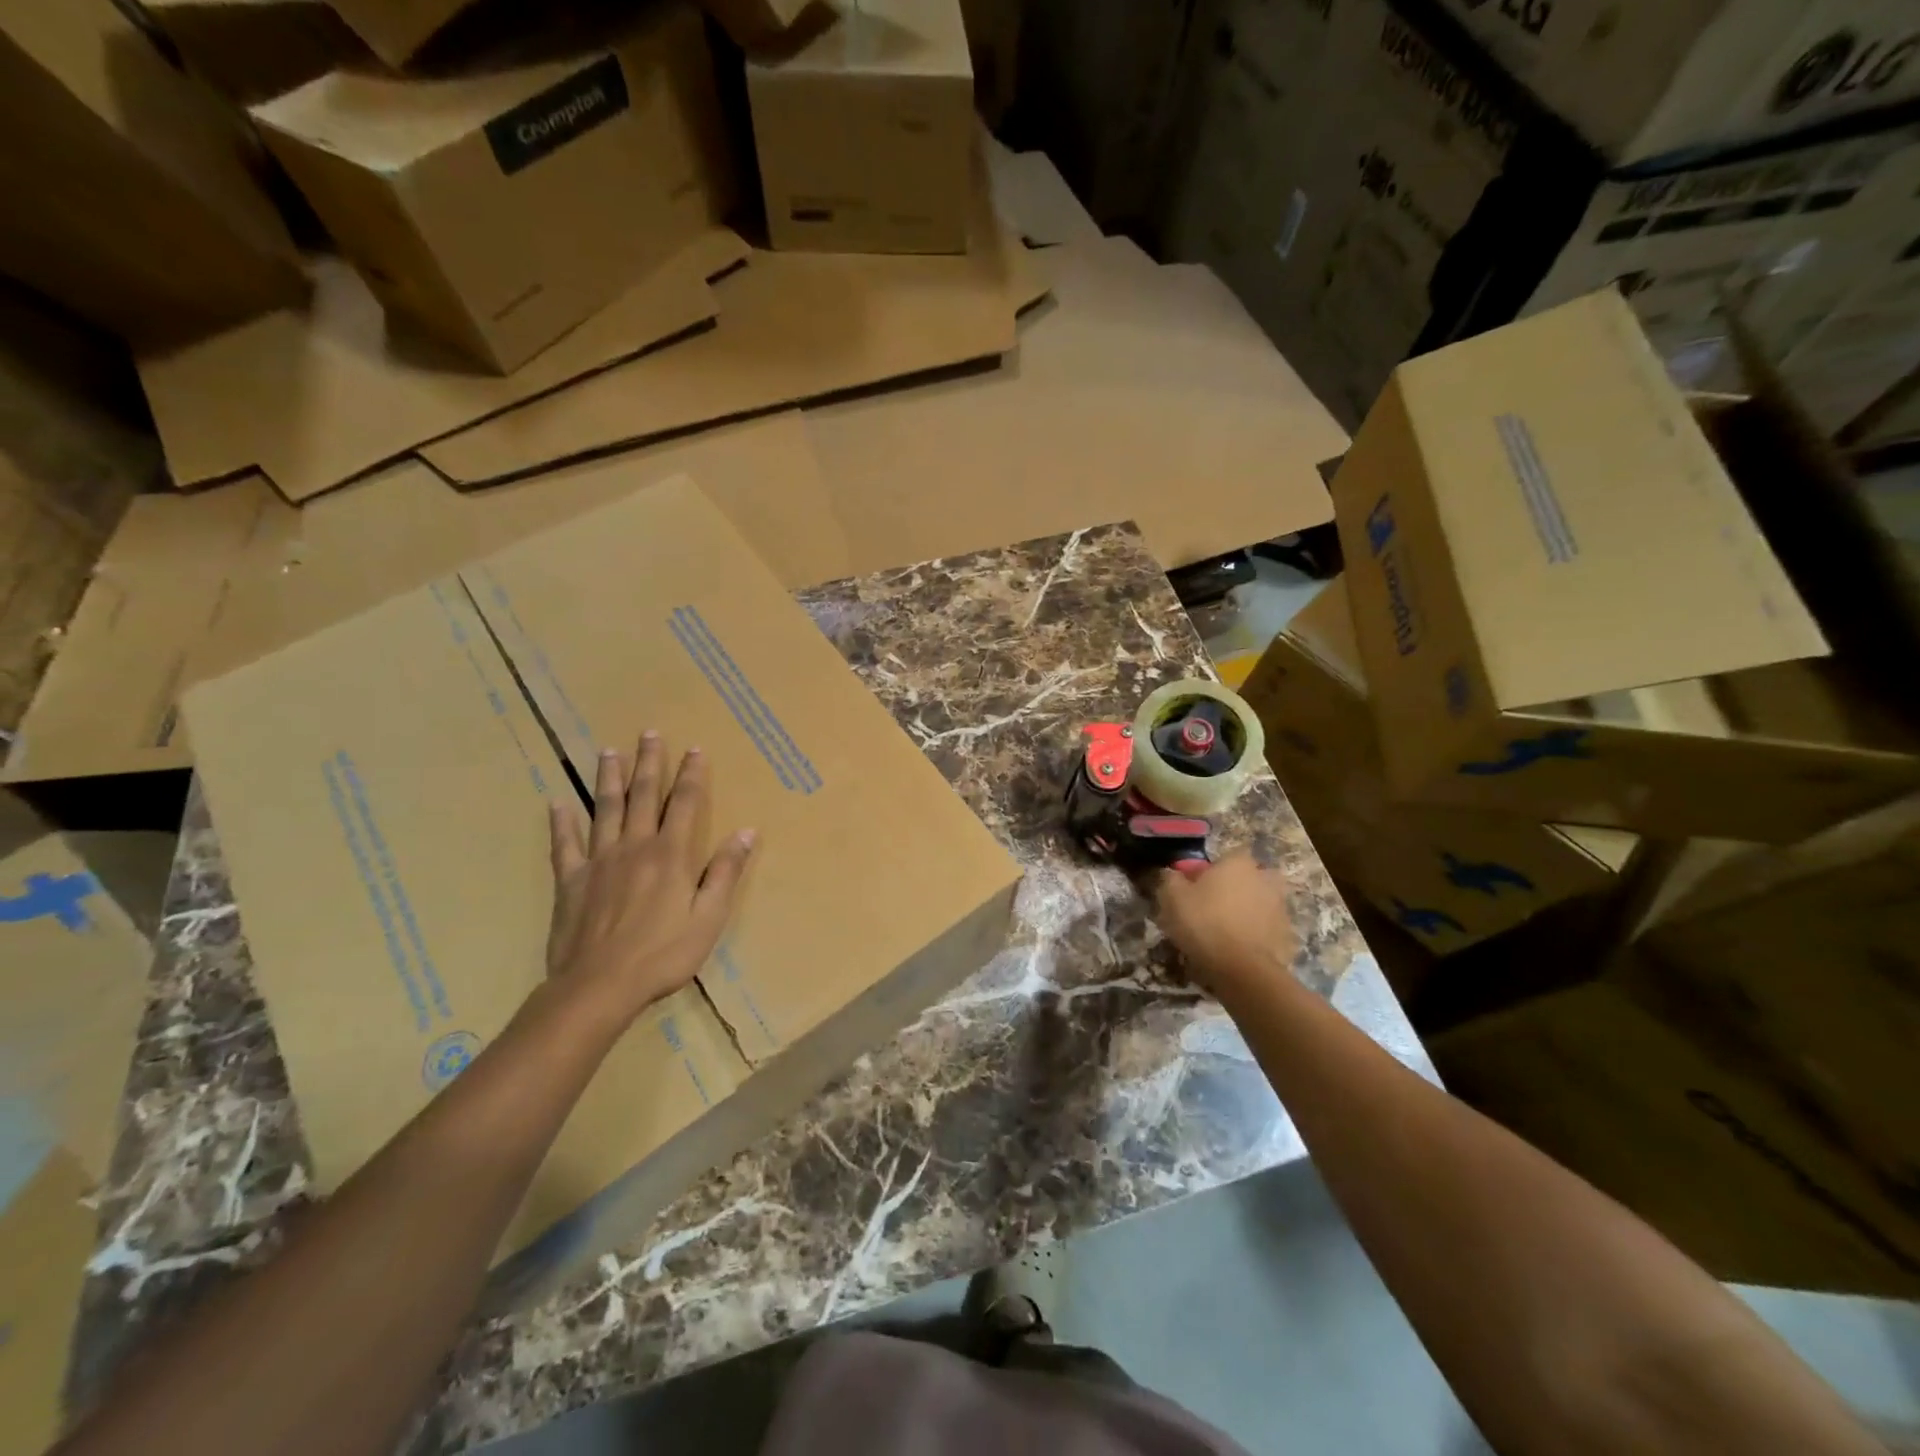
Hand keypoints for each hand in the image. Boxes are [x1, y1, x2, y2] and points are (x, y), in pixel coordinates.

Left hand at [545, 732, 755, 1027]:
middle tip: (649, 733)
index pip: (685, 804)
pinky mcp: (570, 880)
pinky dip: (561, 822)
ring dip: (609, 778)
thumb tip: (745, 832)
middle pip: (643, 796)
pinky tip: (557, 802)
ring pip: (605, 809)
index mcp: (671, 855)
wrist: (599, 986)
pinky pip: (564, 844)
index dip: (692, 775)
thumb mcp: (709, 917)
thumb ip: (725, 872)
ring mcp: (599, 861)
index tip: (694, 748)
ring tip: (609, 751)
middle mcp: (635, 846)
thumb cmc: (663, 954)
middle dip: (649, 763)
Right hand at [1154, 850, 1297, 1001]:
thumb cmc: (1204, 923)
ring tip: (1225, 932)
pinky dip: (1257, 935)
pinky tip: (1239, 949)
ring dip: (1247, 911)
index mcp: (1238, 863)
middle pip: (1247, 878)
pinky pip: (1267, 929)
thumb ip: (1171, 878)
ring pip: (1260, 903)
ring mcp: (1280, 907)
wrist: (1242, 969)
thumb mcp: (1172, 897)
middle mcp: (1265, 878)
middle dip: (1234, 889)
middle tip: (1213, 908)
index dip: (1209, 872)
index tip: (1195, 889)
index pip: (1224, 857)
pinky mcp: (1288, 935)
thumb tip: (1172, 873)